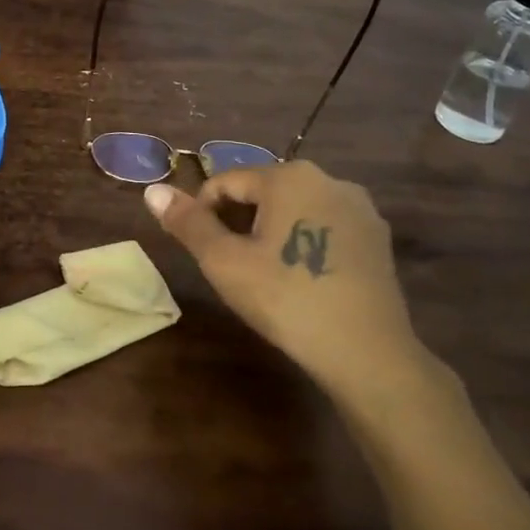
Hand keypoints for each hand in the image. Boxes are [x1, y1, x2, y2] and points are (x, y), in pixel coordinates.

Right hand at [143, 162, 441, 407]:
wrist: (367, 353)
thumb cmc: (286, 299)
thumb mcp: (224, 262)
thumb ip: (188, 223)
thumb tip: (152, 190)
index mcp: (289, 176)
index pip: (226, 182)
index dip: (203, 212)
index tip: (201, 250)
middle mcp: (328, 179)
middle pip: (263, 191)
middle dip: (238, 221)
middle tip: (230, 265)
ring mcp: (359, 208)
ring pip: (295, 208)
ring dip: (270, 231)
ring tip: (263, 274)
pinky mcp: (377, 237)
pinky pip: (325, 226)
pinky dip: (303, 242)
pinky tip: (301, 279)